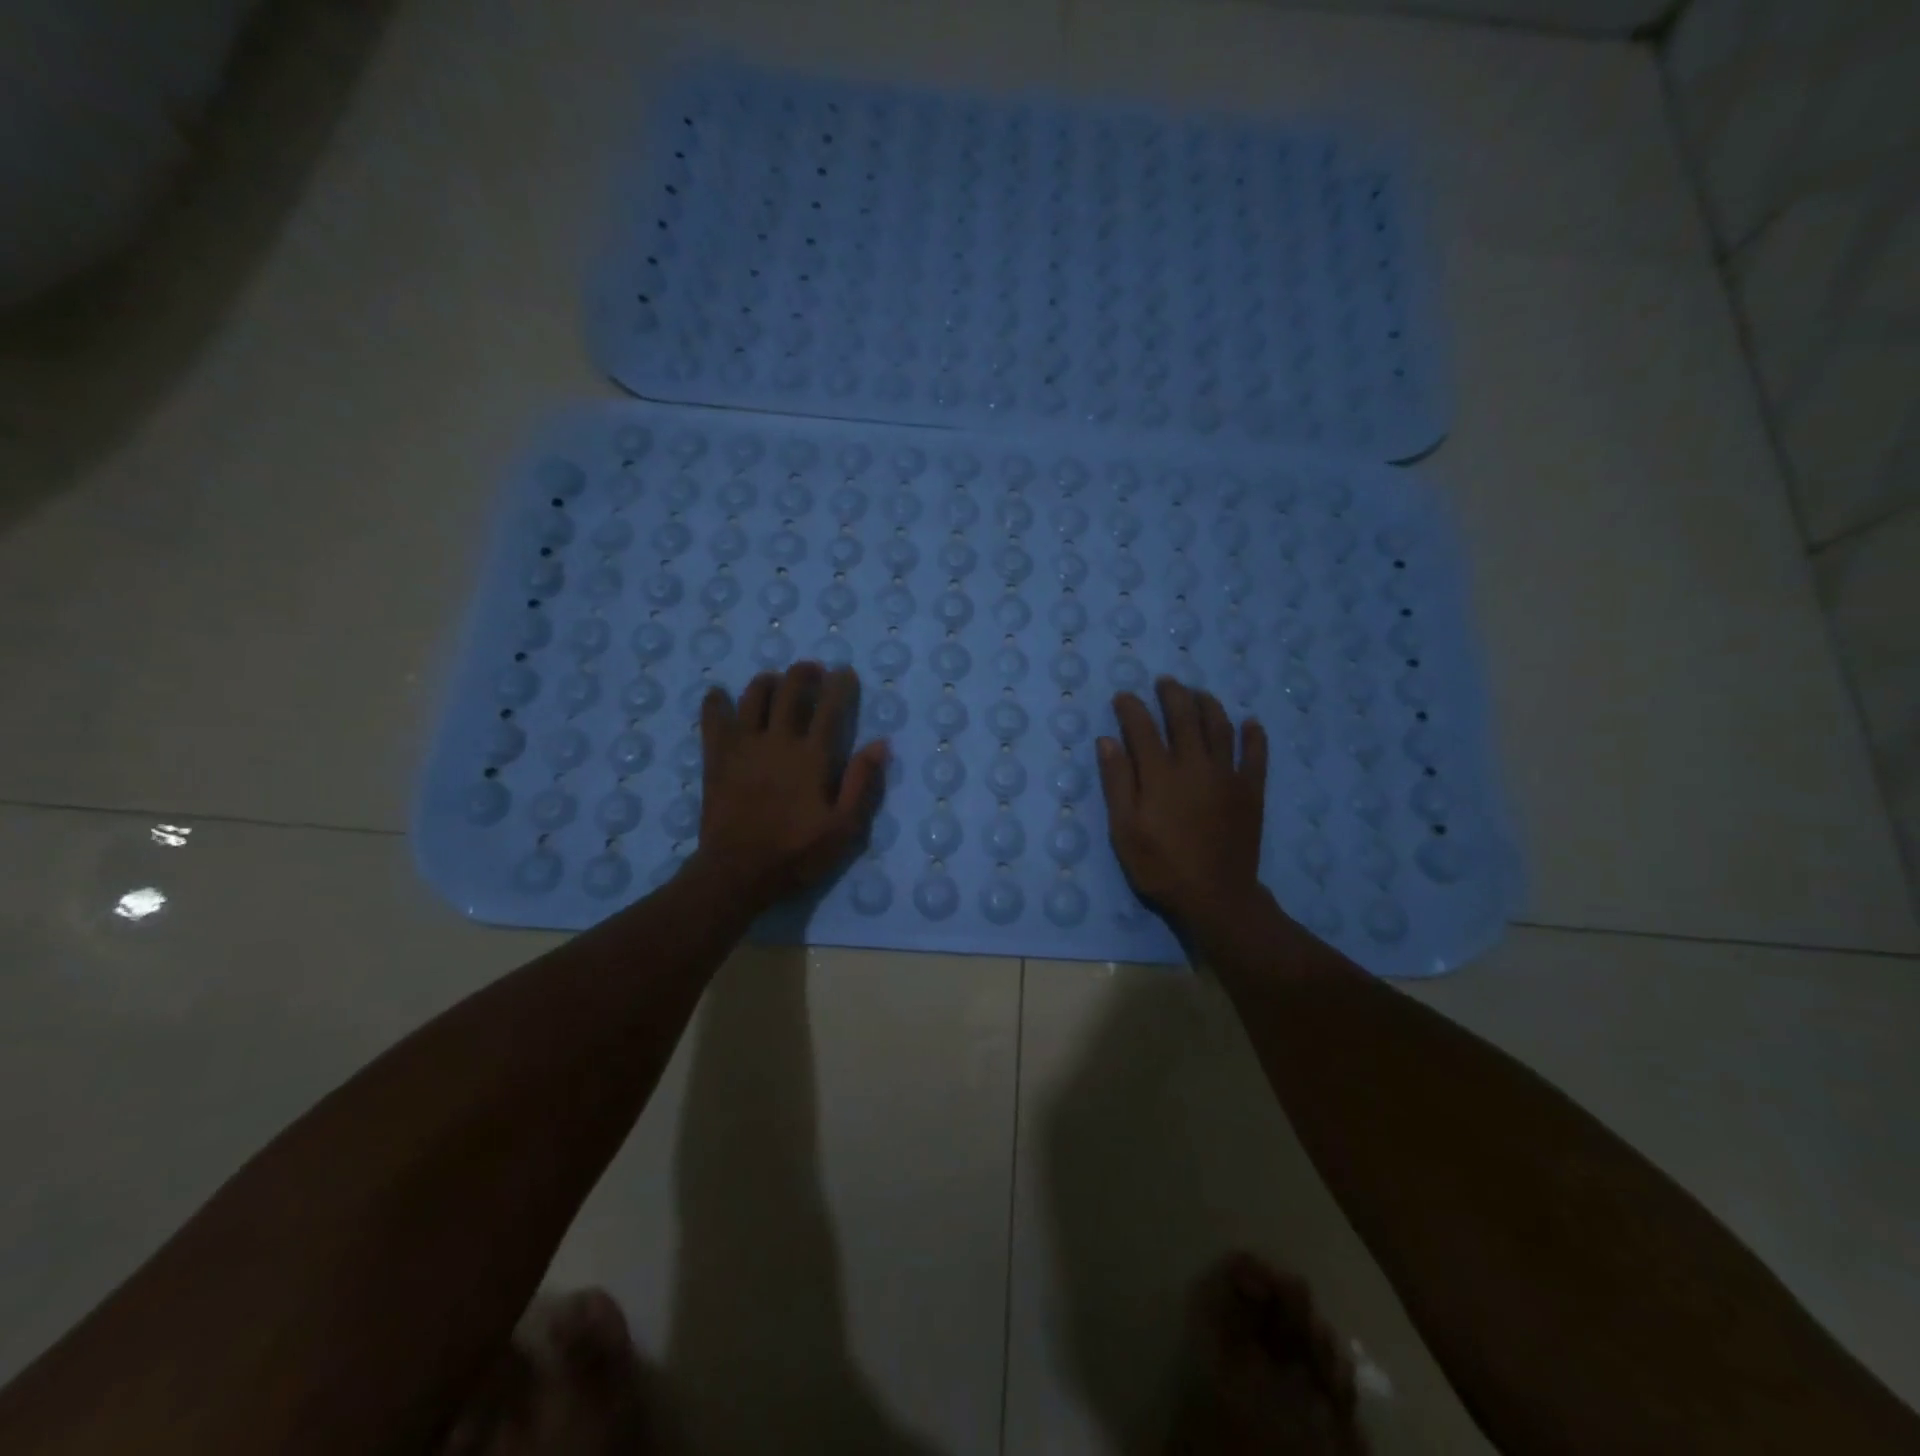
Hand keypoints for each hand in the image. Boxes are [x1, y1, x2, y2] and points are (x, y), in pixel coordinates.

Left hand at [695, 662, 888, 910]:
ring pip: (753, 697)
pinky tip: (718, 695)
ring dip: (767, 682)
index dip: (840, 685)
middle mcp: (778, 741)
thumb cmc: (796, 853)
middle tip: (811, 670)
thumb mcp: (844, 828)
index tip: (845, 672)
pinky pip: (713, 719)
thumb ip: (862, 784)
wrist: (738, 873)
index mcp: (812, 757)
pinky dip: (715, 703)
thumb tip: (880, 744)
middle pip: (790, 691)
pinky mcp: (716, 758)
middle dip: (803, 673)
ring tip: (775, 681)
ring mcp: (743, 746)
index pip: (830, 708)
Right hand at [1097, 678, 1268, 933]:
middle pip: (1184, 717)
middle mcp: (1194, 764)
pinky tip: (1250, 723)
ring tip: (1199, 693)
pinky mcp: (1251, 791)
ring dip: (1209, 704)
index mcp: (1160, 774)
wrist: (1215, 896)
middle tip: (1165, 682)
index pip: (1142, 727)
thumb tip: (1108, 741)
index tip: (1123, 696)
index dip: (1131, 708)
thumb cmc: (1160, 866)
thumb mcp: (1124, 829)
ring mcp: (1227, 775)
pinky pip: (1255, 755)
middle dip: (1172, 694)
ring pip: (1220, 727)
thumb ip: (1117, 782)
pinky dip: (1253, 736)